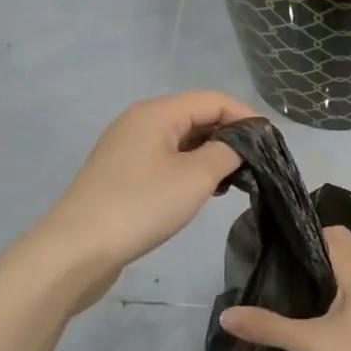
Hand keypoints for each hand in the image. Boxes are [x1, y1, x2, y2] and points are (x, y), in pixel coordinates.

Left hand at [37, 91, 254, 309]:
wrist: (77, 250)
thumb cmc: (141, 206)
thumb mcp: (195, 178)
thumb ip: (227, 153)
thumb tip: (242, 144)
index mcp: (157, 112)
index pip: (214, 100)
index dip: (247, 117)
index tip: (273, 143)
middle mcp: (140, 122)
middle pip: (197, 116)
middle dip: (230, 137)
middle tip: (258, 166)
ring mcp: (127, 148)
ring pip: (182, 140)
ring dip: (211, 155)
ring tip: (235, 182)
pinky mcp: (122, 175)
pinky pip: (166, 160)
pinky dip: (190, 169)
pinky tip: (204, 192)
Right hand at [217, 226, 350, 350]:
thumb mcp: (315, 344)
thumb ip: (271, 328)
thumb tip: (227, 315)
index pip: (321, 230)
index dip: (296, 241)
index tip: (269, 258)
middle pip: (337, 244)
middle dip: (311, 257)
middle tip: (280, 280)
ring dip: (331, 272)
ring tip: (300, 295)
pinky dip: (348, 285)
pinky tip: (330, 310)